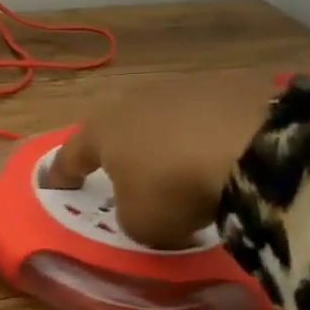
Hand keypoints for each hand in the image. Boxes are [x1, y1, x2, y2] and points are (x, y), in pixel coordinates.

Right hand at [42, 74, 275, 248]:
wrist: (253, 148)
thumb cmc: (174, 188)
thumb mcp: (140, 223)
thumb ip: (129, 216)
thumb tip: (140, 208)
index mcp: (100, 131)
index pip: (71, 155)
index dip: (62, 173)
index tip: (56, 184)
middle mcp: (131, 102)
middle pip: (117, 128)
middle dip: (120, 149)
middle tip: (128, 173)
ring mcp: (178, 88)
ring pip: (162, 118)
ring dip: (165, 139)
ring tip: (183, 166)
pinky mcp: (224, 86)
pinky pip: (205, 117)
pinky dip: (206, 134)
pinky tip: (223, 155)